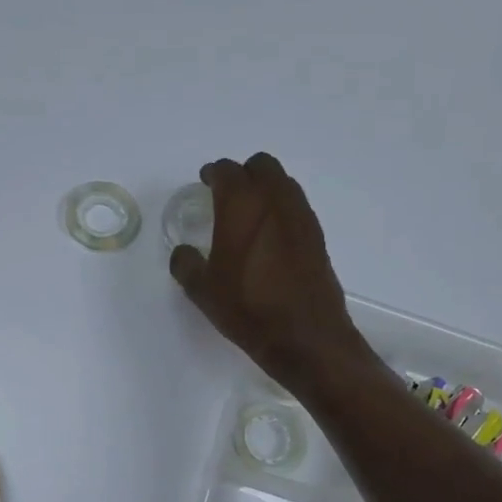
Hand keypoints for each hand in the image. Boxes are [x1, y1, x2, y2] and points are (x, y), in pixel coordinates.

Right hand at [169, 154, 367, 388]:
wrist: (305, 336)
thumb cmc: (247, 308)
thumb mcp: (203, 290)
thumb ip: (187, 264)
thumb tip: (184, 253)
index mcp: (242, 205)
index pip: (227, 171)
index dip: (213, 173)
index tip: (205, 182)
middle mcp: (275, 200)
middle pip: (261, 166)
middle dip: (242, 174)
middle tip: (227, 194)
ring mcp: (301, 216)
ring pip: (283, 183)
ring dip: (265, 188)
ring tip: (249, 214)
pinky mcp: (317, 236)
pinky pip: (296, 207)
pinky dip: (280, 209)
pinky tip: (269, 237)